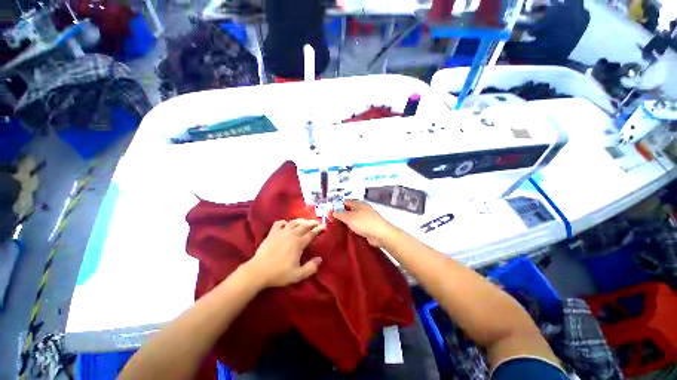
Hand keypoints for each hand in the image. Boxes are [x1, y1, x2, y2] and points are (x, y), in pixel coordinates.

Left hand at [246, 219, 323, 287]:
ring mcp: (281, 232)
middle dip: (312, 223)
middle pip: (304, 225)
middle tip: (316, 223)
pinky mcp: (272, 233)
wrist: (258, 271)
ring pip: (293, 222)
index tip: (323, 227)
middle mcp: (292, 234)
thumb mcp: (298, 275)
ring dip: (300, 220)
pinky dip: (284, 222)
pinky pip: (279, 223)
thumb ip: (311, 267)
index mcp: (299, 243)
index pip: (311, 233)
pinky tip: (286, 224)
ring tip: (304, 221)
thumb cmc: (279, 273)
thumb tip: (320, 259)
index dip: (318, 229)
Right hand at [333, 200, 395, 247]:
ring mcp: (365, 217)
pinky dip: (352, 227)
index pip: (345, 202)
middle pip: (349, 210)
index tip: (330, 212)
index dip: (337, 206)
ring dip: (346, 222)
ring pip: (353, 218)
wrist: (380, 234)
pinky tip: (347, 231)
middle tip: (332, 221)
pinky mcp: (368, 226)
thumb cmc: (364, 223)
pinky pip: (357, 225)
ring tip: (337, 227)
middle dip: (341, 214)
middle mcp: (362, 209)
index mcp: (358, 204)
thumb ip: (340, 214)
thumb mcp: (349, 218)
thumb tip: (333, 212)